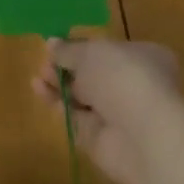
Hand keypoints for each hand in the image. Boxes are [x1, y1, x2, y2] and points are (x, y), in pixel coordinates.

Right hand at [34, 37, 183, 183]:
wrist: (141, 135)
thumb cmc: (122, 77)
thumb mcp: (90, 52)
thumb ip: (68, 50)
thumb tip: (51, 43)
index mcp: (145, 57)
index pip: (111, 49)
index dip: (83, 47)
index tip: (58, 46)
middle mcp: (135, 85)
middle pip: (94, 74)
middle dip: (67, 67)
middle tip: (44, 63)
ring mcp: (120, 114)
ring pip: (84, 97)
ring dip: (60, 85)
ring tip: (37, 77)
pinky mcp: (103, 139)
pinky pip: (77, 118)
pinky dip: (58, 104)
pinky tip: (39, 90)